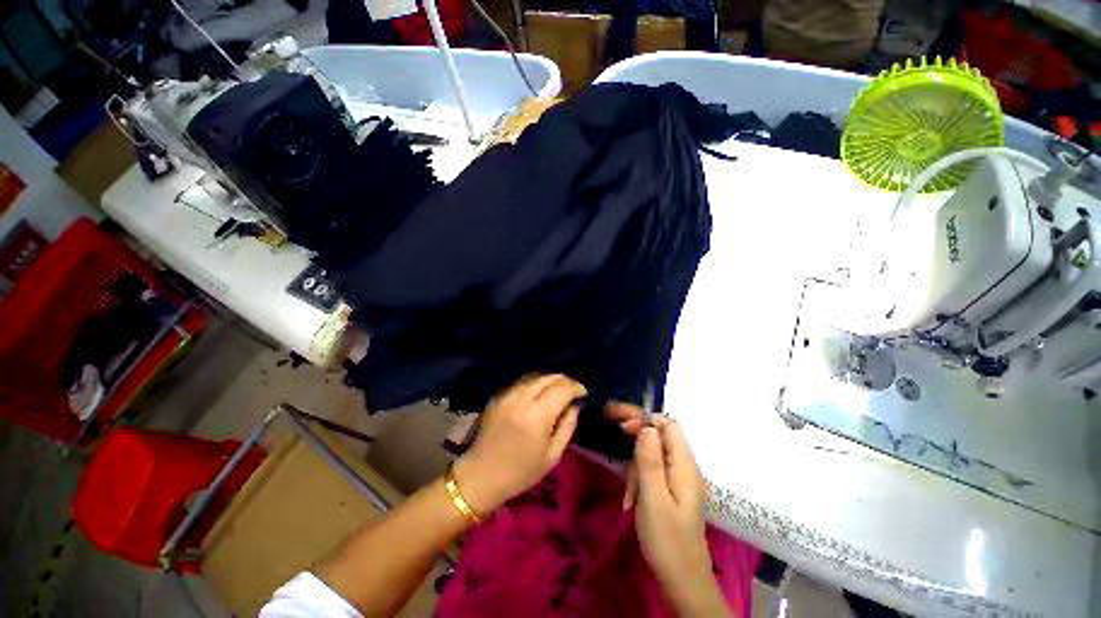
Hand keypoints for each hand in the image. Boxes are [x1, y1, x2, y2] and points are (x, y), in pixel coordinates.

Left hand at [453, 374, 584, 513]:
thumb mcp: (553, 455)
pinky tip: (539, 393)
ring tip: (558, 390)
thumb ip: (568, 426)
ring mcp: (507, 394)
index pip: (563, 389)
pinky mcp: (498, 396)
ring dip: (550, 380)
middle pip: (549, 377)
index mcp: (537, 415)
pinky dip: (535, 383)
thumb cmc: (521, 472)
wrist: (481, 475)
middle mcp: (522, 398)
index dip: (576, 387)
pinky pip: (521, 382)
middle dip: (565, 380)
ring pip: (534, 376)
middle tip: (573, 390)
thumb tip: (575, 405)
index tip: (584, 393)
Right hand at [608, 403, 726, 616]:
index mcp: (685, 466)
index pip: (668, 425)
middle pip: (660, 435)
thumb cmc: (667, 541)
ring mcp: (679, 479)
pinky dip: (639, 480)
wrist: (682, 582)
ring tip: (629, 495)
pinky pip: (653, 472)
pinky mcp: (673, 490)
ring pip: (653, 454)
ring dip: (636, 466)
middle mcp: (685, 467)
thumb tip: (646, 426)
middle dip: (636, 433)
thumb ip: (650, 460)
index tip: (621, 423)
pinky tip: (633, 501)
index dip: (645, 418)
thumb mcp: (654, 499)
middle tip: (613, 427)